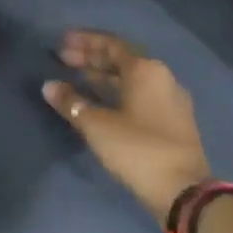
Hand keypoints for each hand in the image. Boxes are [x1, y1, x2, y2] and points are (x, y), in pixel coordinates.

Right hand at [43, 30, 211, 219]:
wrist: (183, 191)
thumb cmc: (137, 149)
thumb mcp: (97, 125)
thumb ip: (71, 102)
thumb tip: (49, 85)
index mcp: (145, 70)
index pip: (111, 44)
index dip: (85, 41)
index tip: (62, 41)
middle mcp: (161, 77)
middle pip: (122, 60)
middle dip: (91, 58)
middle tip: (63, 59)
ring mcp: (170, 100)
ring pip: (130, 79)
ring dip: (103, 76)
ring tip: (76, 79)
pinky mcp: (172, 121)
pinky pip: (139, 95)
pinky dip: (116, 92)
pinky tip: (99, 102)